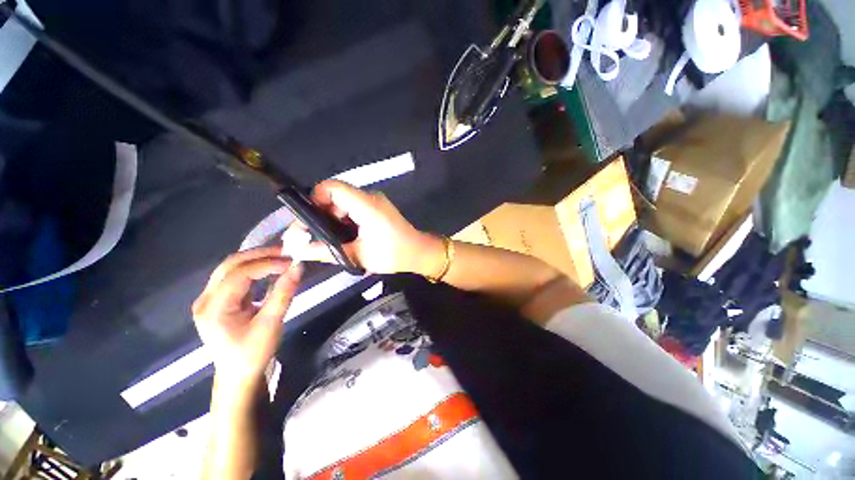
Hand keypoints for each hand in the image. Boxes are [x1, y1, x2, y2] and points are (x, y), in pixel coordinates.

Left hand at [192, 247, 301, 388]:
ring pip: (232, 268)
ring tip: (282, 257)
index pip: (238, 274)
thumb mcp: (271, 324)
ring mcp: (210, 299)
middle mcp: (206, 299)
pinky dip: (255, 269)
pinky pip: (236, 277)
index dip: (266, 264)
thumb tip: (298, 267)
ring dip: (258, 259)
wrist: (238, 375)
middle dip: (260, 255)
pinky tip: (271, 268)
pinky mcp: (219, 300)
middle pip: (230, 265)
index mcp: (213, 308)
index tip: (291, 261)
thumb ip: (284, 293)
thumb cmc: (253, 354)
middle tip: (287, 252)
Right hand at [285, 180, 444, 275]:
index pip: (332, 187)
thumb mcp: (358, 255)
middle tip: (312, 234)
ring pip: (343, 201)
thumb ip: (327, 251)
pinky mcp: (376, 207)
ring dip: (331, 217)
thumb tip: (298, 250)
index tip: (307, 220)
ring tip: (326, 238)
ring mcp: (374, 201)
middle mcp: (370, 197)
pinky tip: (342, 235)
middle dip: (320, 212)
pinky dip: (342, 218)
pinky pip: (352, 206)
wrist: (419, 252)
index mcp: (366, 205)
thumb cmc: (394, 254)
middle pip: (335, 194)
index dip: (314, 198)